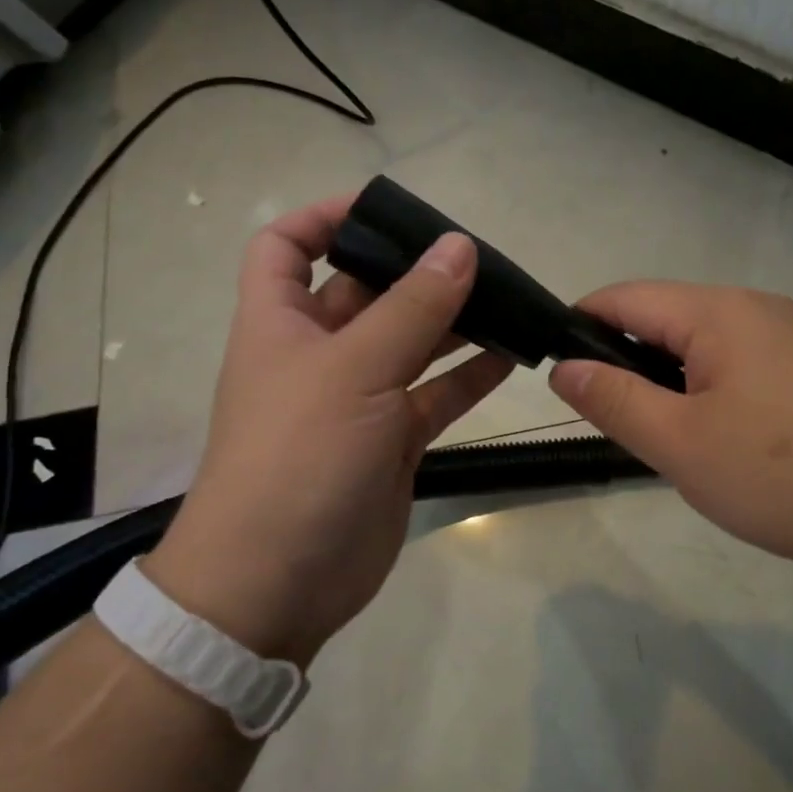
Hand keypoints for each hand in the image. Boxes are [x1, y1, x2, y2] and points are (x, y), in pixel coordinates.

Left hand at [143, 196, 513, 662]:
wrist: (279, 583)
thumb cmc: (299, 459)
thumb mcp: (354, 372)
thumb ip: (412, 309)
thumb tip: (458, 246)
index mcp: (282, 323)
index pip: (287, 246)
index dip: (326, 217)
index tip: (386, 208)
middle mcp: (317, 354)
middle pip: (367, 293)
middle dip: (415, 271)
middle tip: (477, 257)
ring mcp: (357, 401)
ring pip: (410, 344)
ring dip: (453, 323)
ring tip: (508, 300)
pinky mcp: (391, 443)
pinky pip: (434, 396)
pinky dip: (469, 376)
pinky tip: (513, 356)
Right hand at [549, 282, 792, 570]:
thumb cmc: (786, 471)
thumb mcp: (681, 444)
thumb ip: (615, 401)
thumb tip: (565, 367)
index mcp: (716, 312)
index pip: (624, 298)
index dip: (581, 326)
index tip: (560, 373)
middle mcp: (756, 308)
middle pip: (667, 320)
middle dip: (630, 364)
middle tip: (624, 428)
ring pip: (708, 347)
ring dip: (676, 384)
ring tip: (678, 444)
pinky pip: (747, 366)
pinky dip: (719, 394)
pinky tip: (735, 445)